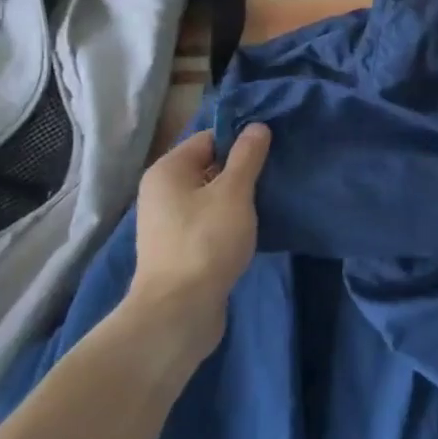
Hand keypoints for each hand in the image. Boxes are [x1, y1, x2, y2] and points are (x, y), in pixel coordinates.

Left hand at [120, 124, 271, 360]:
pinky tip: (254, 228)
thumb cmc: (206, 242)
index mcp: (167, 170)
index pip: (209, 138)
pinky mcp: (179, 249)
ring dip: (238, 198)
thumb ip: (247, 157)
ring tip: (270, 200)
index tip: (272, 149)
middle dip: (242, 170)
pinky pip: (209, 222)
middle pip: (209, 167)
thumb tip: (257, 126)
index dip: (241, 140)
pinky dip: (229, 221)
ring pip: (211, 197)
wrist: (179, 312)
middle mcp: (161, 192)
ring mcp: (168, 223)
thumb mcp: (234, 193)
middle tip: (276, 174)